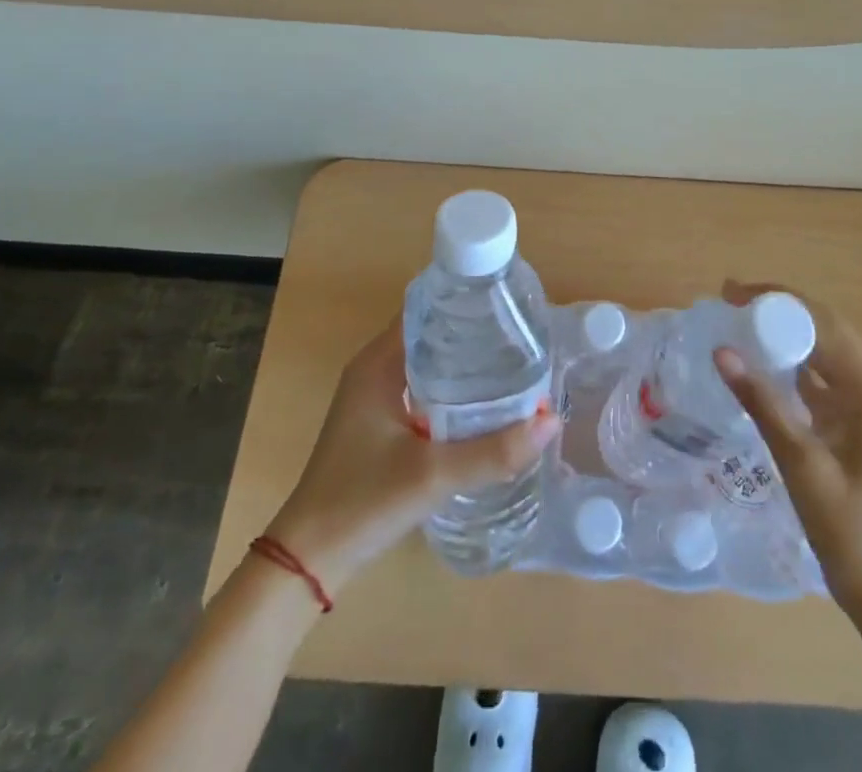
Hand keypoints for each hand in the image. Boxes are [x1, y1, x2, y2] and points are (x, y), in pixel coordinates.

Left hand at [262, 317, 559, 595]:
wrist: (310, 559)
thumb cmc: (364, 501)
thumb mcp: (434, 475)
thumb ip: (494, 451)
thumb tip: (552, 421)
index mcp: (378, 362)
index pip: (426, 309)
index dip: (464, 302)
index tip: (506, 306)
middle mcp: (374, 368)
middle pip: (431, 333)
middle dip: (472, 333)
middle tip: (520, 337)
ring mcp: (374, 396)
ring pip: (427, 362)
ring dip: (462, 362)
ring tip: (511, 364)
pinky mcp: (378, 422)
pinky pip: (421, 387)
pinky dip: (450, 387)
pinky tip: (482, 404)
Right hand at [715, 283, 861, 615]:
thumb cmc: (849, 532)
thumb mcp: (800, 463)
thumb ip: (762, 401)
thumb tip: (722, 350)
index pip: (826, 326)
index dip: (779, 301)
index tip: (734, 293)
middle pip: (828, 332)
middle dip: (780, 310)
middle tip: (731, 299)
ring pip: (826, 353)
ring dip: (787, 334)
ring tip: (740, 319)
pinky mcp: (860, 424)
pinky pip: (824, 379)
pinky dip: (794, 365)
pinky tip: (763, 360)